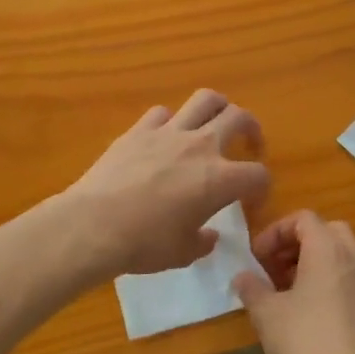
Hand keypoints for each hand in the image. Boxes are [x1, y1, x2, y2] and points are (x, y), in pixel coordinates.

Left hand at [64, 91, 269, 278]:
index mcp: (220, 180)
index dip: (261, 187)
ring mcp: (168, 133)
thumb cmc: (145, 244)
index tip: (252, 200)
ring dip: (217, 107)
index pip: (258, 174)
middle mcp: (201, 147)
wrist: (93, 225)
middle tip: (248, 143)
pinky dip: (170, 121)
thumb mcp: (183, 253)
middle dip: (251, 128)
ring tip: (214, 122)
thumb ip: (202, 241)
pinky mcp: (138, 130)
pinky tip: (165, 136)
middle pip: (239, 118)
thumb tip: (208, 235)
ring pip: (204, 99)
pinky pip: (162, 112)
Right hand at [234, 212, 354, 353]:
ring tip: (286, 291)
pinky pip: (347, 277)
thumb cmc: (305, 340)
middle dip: (296, 243)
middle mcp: (352, 257)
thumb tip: (242, 277)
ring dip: (311, 262)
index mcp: (327, 249)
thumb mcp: (267, 313)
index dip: (275, 232)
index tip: (257, 257)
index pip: (303, 218)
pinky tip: (308, 311)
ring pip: (339, 254)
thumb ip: (252, 288)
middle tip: (273, 268)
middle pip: (326, 230)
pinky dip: (327, 280)